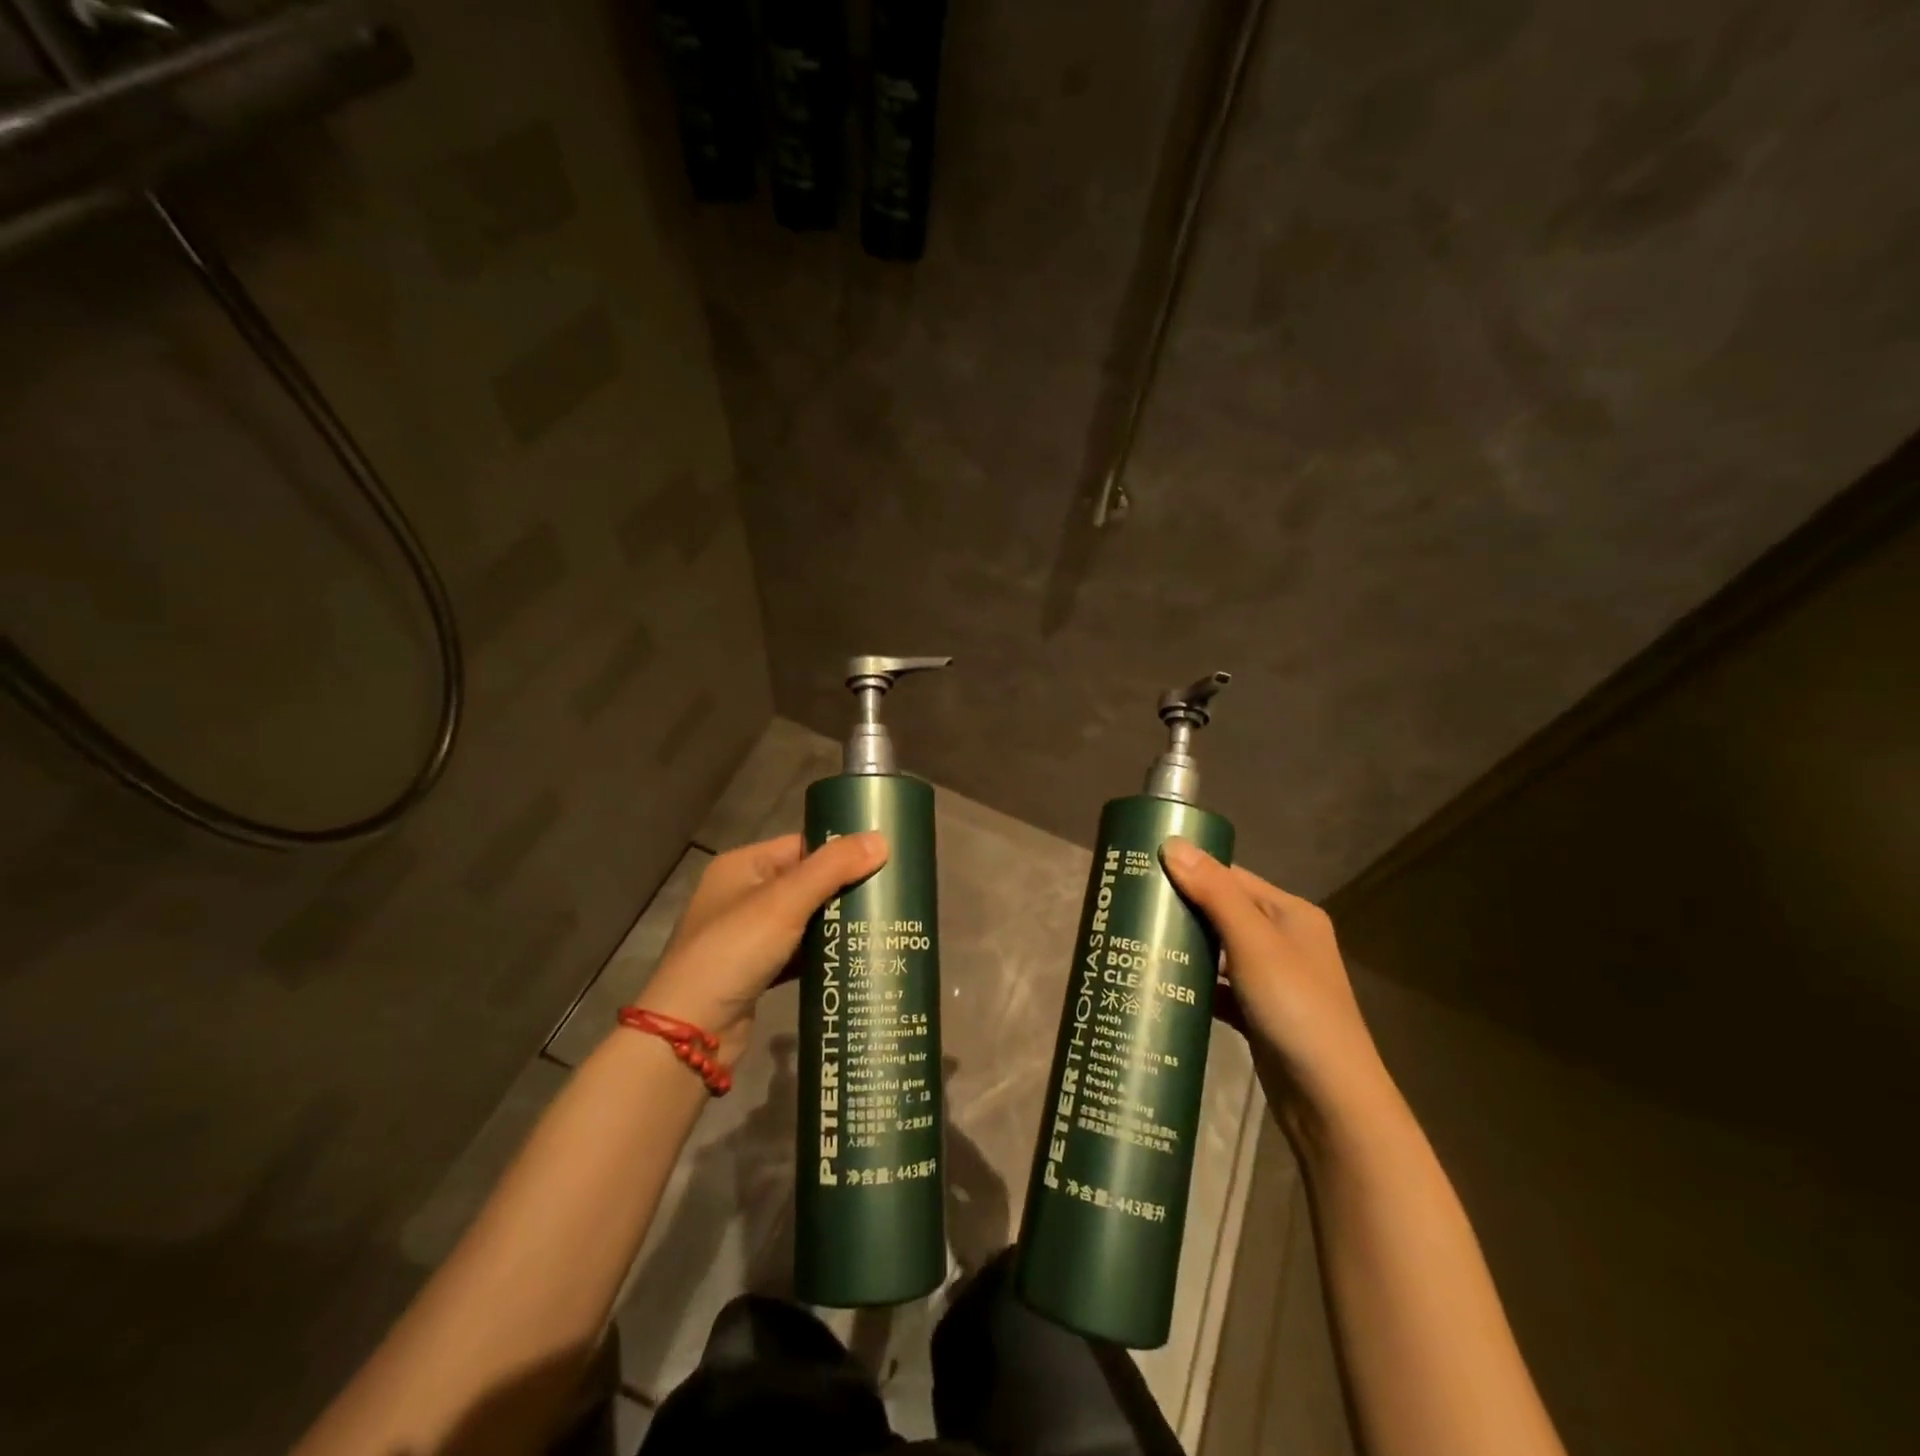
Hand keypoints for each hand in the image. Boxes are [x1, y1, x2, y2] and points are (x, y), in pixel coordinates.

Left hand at [635, 832, 887, 1062]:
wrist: (690, 1031)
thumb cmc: (734, 951)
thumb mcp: (785, 902)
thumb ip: (833, 868)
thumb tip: (882, 840)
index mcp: (743, 866)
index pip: (802, 845)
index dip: (840, 851)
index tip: (884, 859)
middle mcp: (744, 895)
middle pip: (807, 882)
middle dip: (845, 889)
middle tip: (890, 895)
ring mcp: (749, 935)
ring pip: (806, 919)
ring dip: (837, 923)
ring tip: (884, 923)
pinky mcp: (758, 970)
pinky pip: (800, 951)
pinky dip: (823, 953)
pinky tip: (856, 955)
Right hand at [1161, 838, 1395, 1139]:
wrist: (1330, 1101)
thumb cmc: (1296, 1008)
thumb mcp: (1253, 943)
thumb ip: (1214, 893)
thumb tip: (1171, 843)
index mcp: (1290, 913)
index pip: (1230, 877)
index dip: (1189, 869)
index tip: (1141, 869)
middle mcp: (1283, 940)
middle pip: (1221, 912)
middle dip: (1179, 909)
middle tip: (1128, 907)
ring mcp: (1270, 980)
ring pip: (1217, 951)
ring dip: (1183, 947)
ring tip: (1133, 941)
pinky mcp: (1257, 1013)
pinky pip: (1217, 987)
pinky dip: (1192, 984)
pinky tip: (1158, 985)